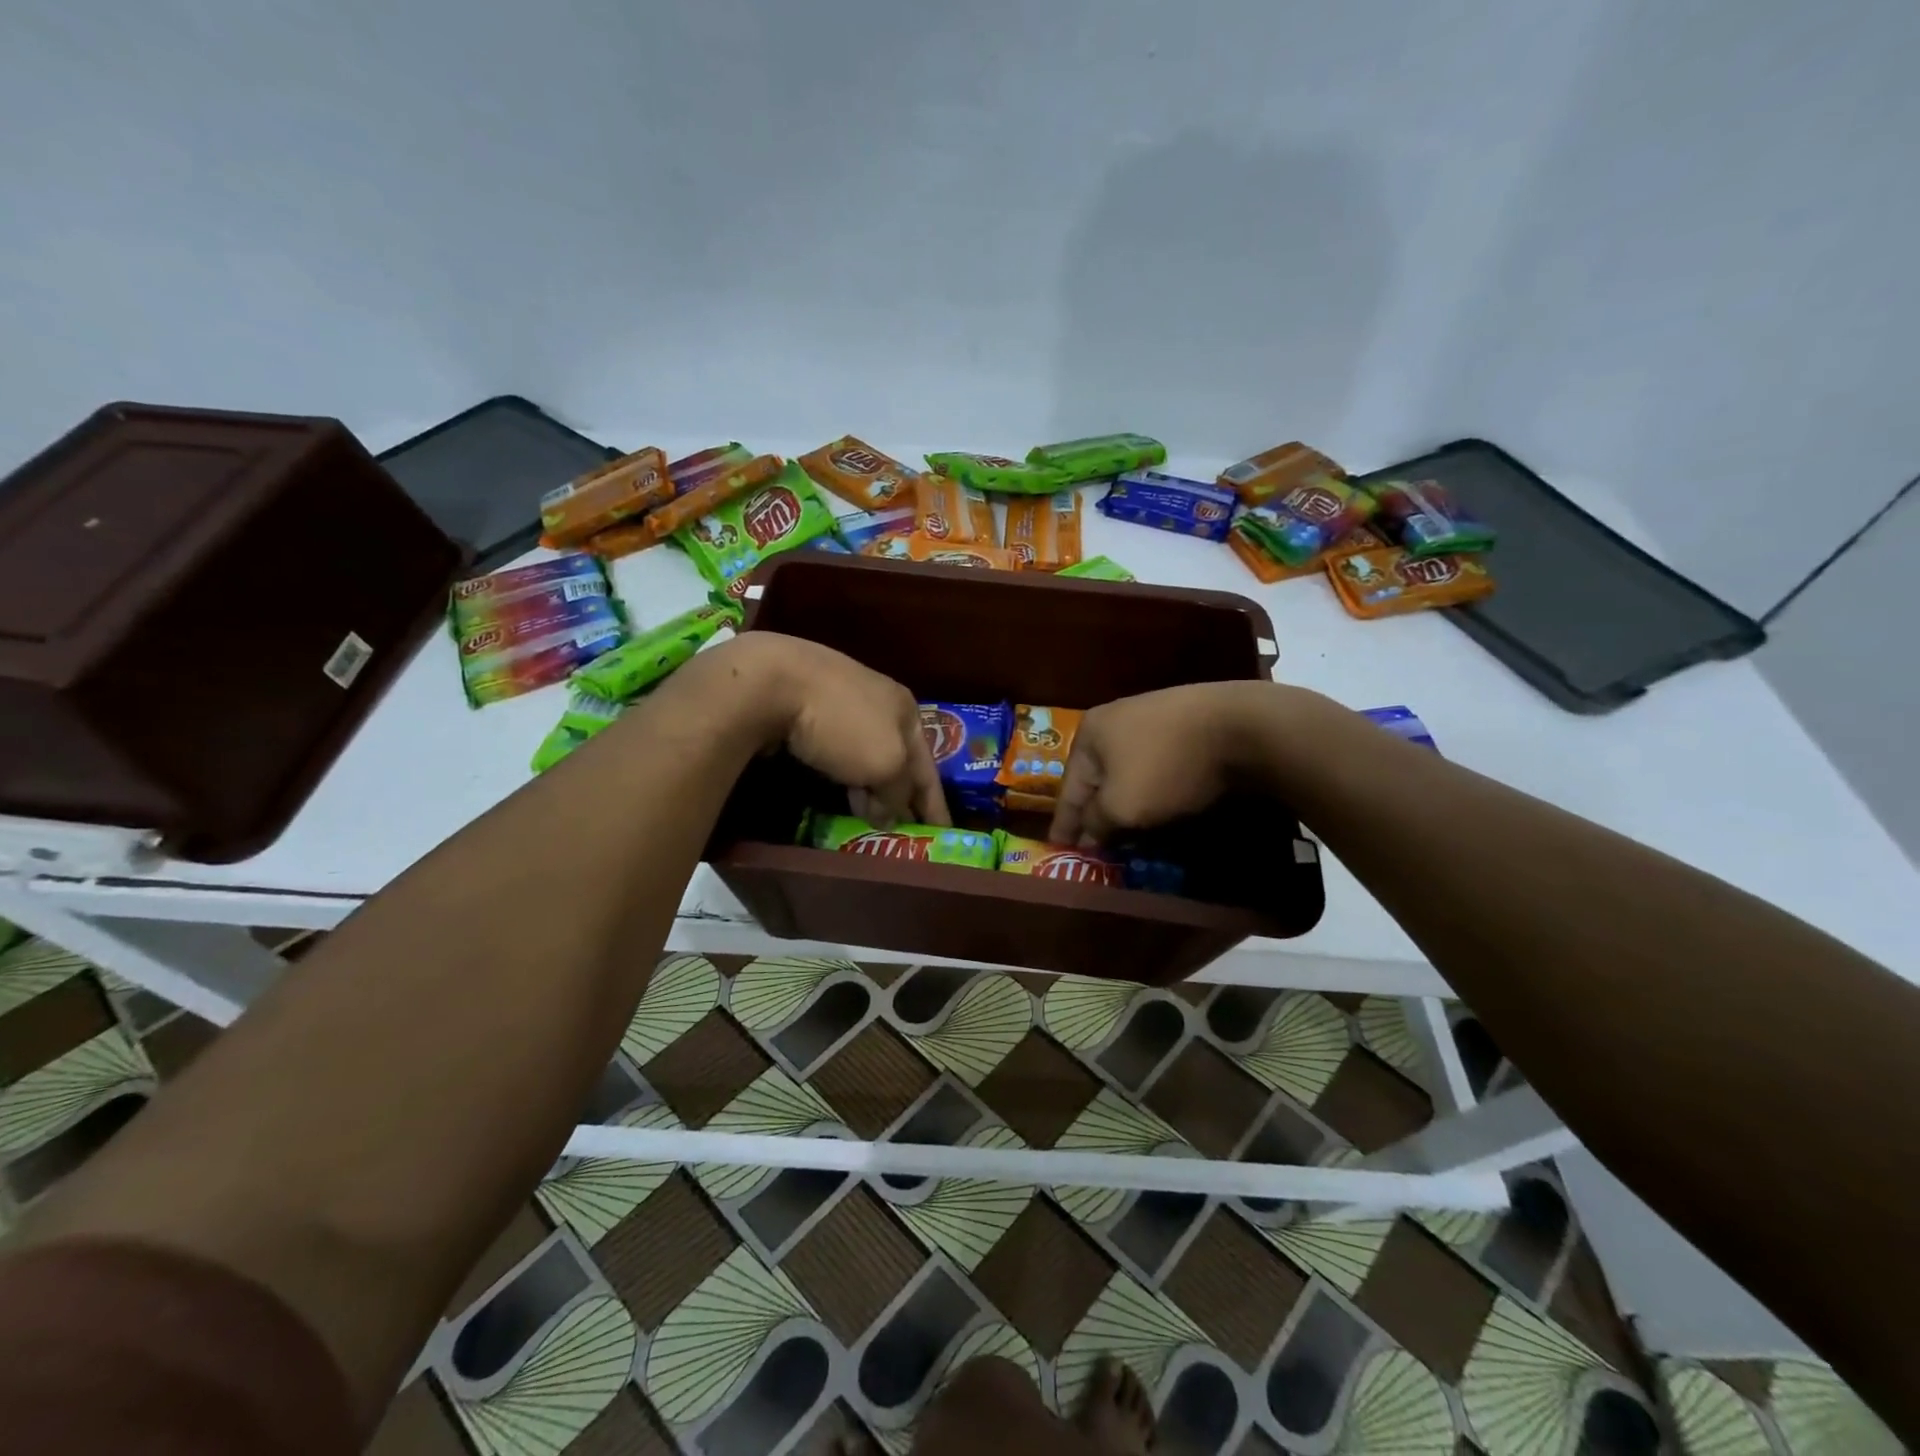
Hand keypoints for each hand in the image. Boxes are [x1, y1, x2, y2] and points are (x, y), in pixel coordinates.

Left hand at [722, 633, 949, 827]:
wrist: (772, 683)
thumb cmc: (842, 723)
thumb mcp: (886, 764)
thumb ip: (897, 793)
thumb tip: (890, 815)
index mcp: (906, 709)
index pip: (929, 767)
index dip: (935, 803)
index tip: (942, 833)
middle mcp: (879, 702)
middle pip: (898, 759)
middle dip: (902, 796)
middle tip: (904, 831)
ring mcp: (841, 703)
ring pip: (866, 755)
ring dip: (871, 789)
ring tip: (870, 819)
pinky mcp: (807, 710)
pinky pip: (838, 752)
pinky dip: (845, 775)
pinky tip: (839, 790)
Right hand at [1049, 681, 1288, 844]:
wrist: (1242, 727)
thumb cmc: (1166, 766)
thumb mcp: (1121, 806)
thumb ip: (1097, 822)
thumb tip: (1089, 835)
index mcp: (1090, 733)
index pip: (1069, 788)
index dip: (1064, 823)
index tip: (1058, 848)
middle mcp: (1116, 718)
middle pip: (1098, 777)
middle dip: (1096, 811)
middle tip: (1094, 845)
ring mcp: (1154, 718)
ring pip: (1129, 771)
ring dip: (1126, 801)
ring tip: (1127, 831)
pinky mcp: (1188, 724)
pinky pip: (1158, 765)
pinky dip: (1153, 789)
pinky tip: (1160, 805)